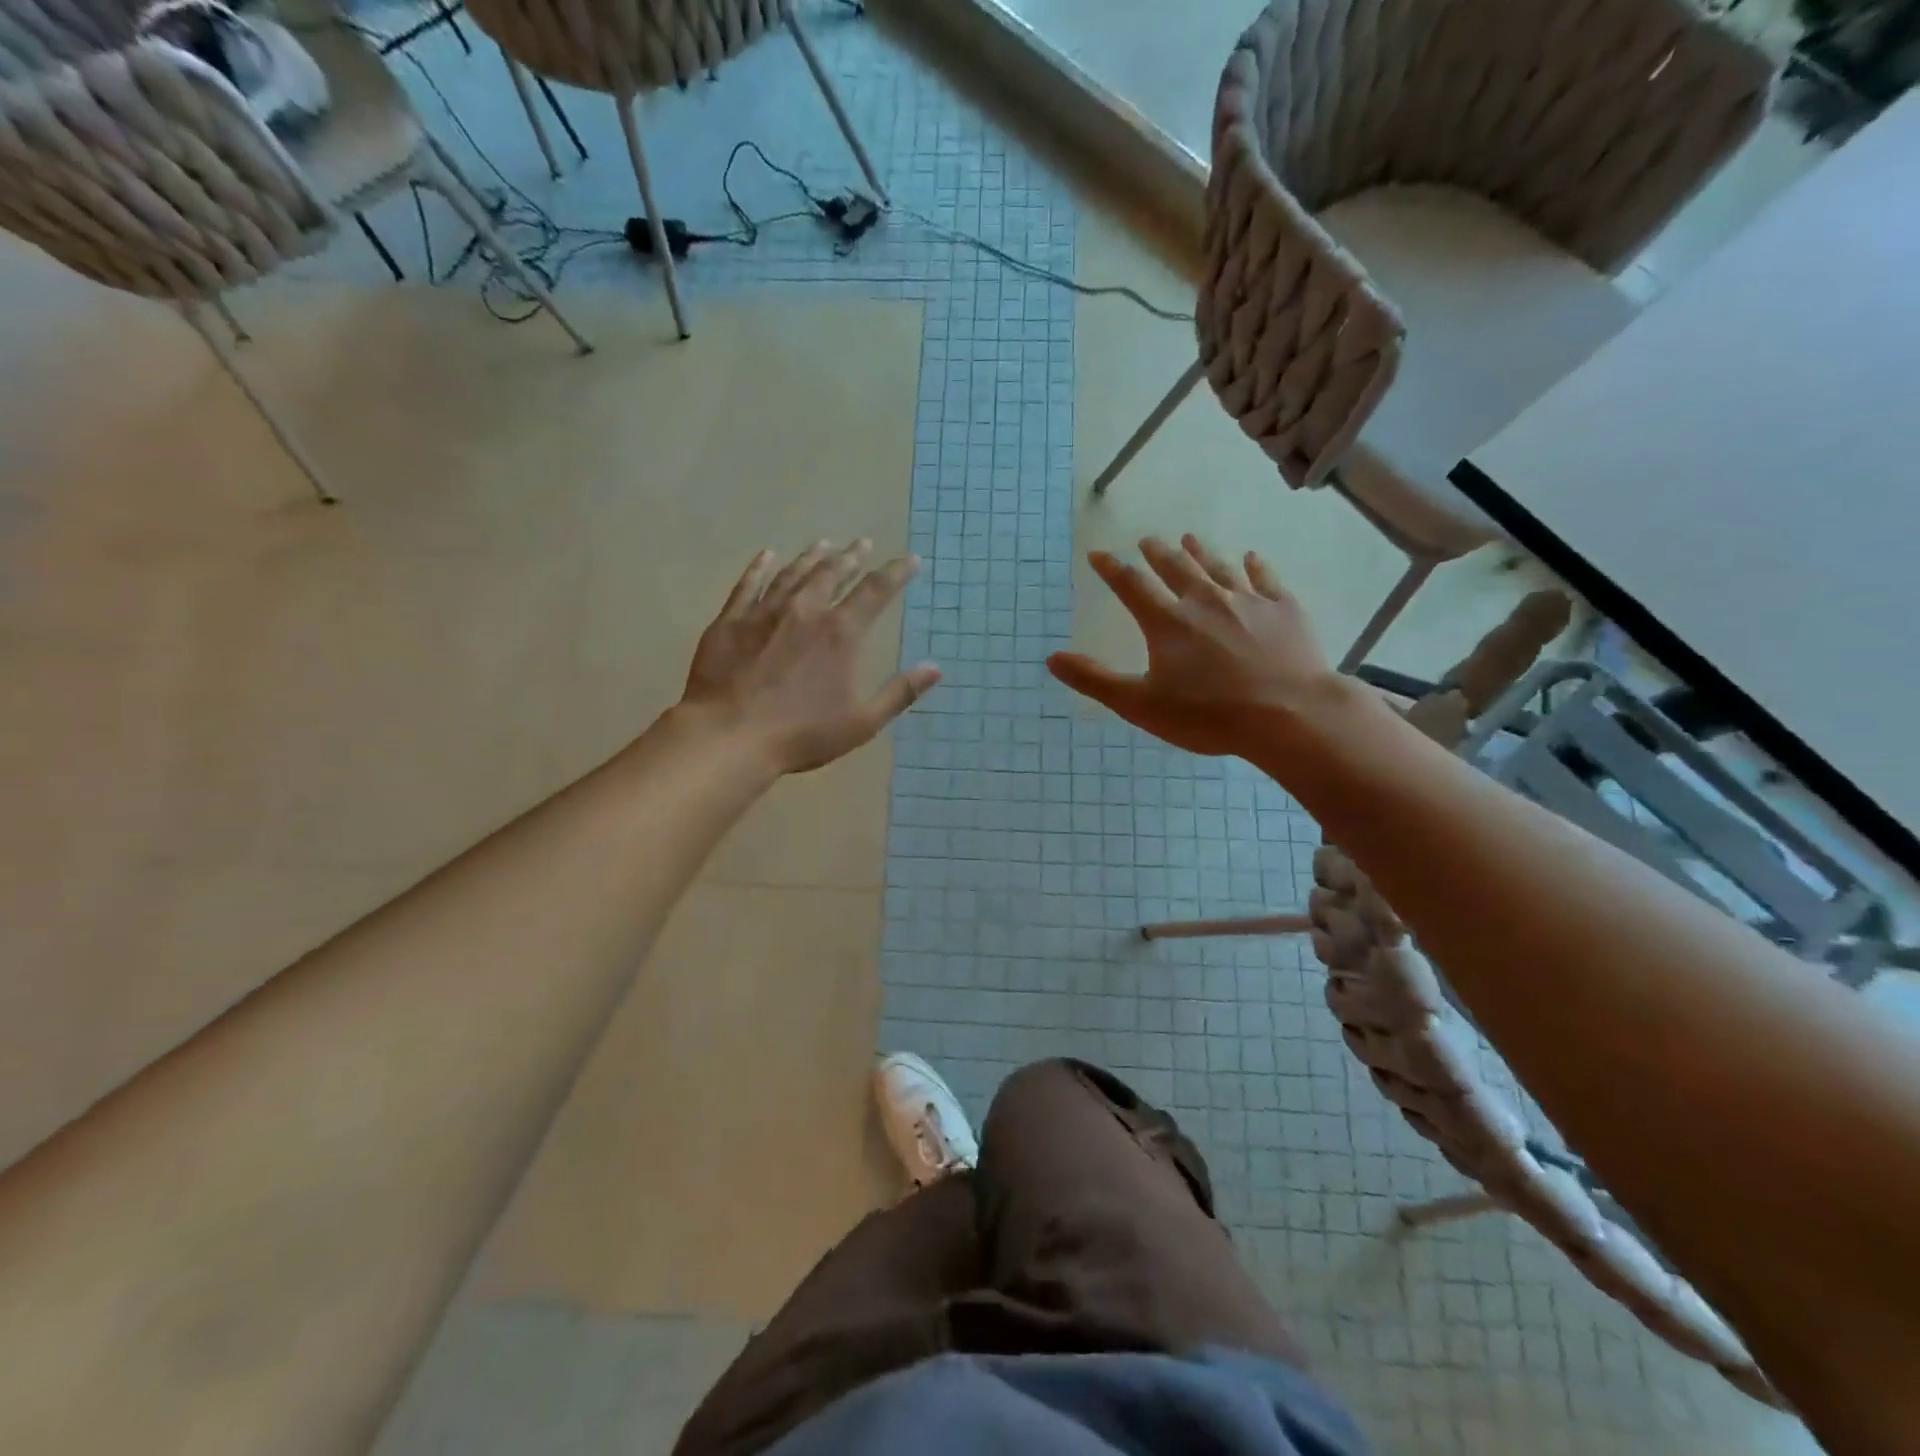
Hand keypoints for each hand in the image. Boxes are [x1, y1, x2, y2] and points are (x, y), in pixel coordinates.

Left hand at [681, 541, 940, 773]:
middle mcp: (805, 611)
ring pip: (793, 573)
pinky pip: (748, 584)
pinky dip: (760, 567)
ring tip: (824, 544)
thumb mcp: (862, 722)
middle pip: (832, 573)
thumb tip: (935, 668)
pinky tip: (767, 556)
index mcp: (840, 633)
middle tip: (862, 543)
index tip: (911, 560)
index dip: (896, 573)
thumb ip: (900, 692)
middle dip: (851, 557)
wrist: (729, 736)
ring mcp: (764, 612)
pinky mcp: (730, 621)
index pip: (876, 591)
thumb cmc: (802, 733)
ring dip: (811, 557)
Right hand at [1048, 534, 1342, 756]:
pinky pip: (1265, 578)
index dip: (1111, 569)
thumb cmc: (1208, 715)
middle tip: (1147, 540)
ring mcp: (1248, 601)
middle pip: (1176, 568)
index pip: (1131, 585)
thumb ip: (1095, 680)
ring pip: (1218, 567)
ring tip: (1190, 538)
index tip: (1098, 554)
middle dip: (1157, 553)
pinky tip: (1251, 557)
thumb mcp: (1140, 704)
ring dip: (1201, 552)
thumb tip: (1052, 658)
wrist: (1289, 715)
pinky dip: (1255, 566)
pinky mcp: (1284, 609)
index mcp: (1167, 622)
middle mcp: (1205, 600)